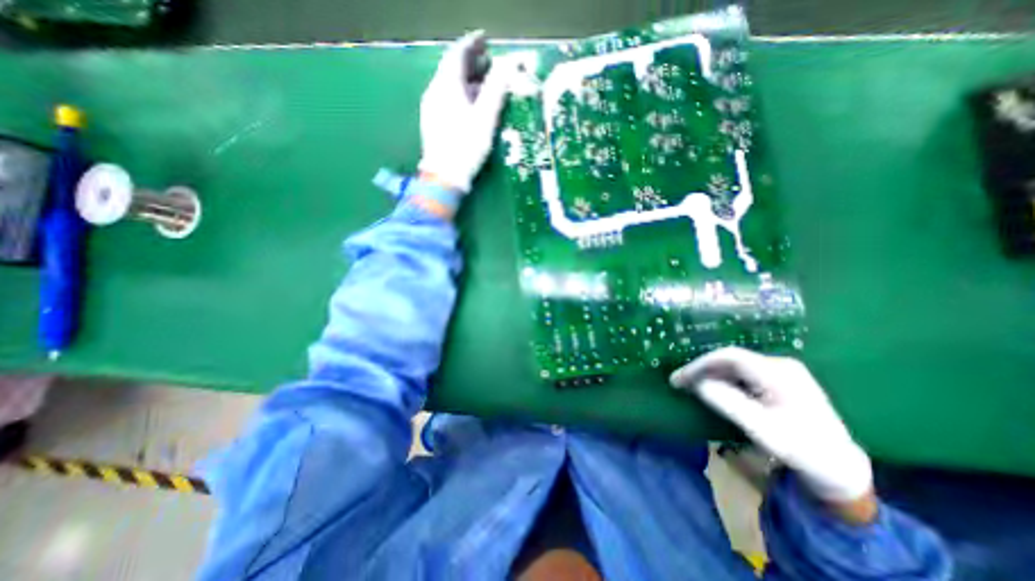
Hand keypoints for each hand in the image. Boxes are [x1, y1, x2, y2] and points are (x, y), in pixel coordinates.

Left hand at [417, 31, 510, 193]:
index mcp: (446, 86)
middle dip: (471, 62)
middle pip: (452, 69)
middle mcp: (435, 91)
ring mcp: (431, 108)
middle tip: (489, 62)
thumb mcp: (485, 118)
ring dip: (467, 80)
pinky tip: (472, 105)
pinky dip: (461, 95)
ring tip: (485, 83)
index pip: (457, 54)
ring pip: (449, 85)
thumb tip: (508, 64)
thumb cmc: (466, 147)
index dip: (472, 44)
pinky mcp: (433, 122)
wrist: (444, 177)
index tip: (486, 40)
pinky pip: (447, 99)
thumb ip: (496, 89)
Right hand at [672, 346, 870, 509]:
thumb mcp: (762, 430)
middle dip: (702, 368)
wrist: (839, 467)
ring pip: (735, 365)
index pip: (729, 357)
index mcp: (778, 373)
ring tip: (690, 384)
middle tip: (679, 381)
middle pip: (730, 359)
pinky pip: (742, 372)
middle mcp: (779, 364)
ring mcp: (781, 370)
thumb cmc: (801, 450)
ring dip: (710, 373)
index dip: (700, 364)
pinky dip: (722, 378)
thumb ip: (728, 403)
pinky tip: (712, 387)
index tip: (679, 377)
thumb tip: (697, 383)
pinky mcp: (779, 379)